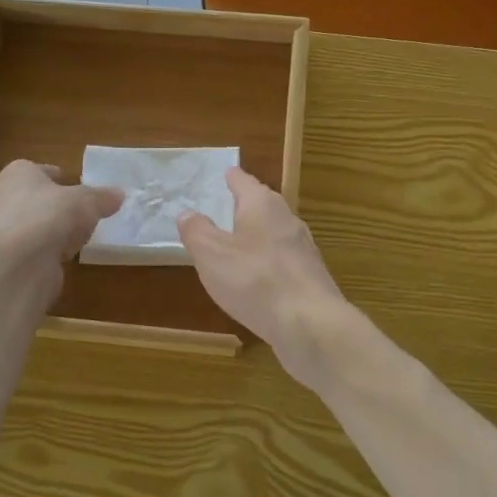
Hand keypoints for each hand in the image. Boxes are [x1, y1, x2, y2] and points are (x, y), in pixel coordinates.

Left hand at [0, 161, 122, 268]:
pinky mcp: (12, 260)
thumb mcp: (86, 201)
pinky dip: (51, 251)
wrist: (19, 264)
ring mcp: (5, 232)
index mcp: (18, 175)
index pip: (36, 170)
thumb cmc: (50, 215)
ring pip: (36, 225)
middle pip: (36, 198)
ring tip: (80, 234)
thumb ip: (102, 197)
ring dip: (54, 230)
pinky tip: (68, 256)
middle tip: (81, 209)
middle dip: (56, 204)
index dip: (54, 175)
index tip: (70, 181)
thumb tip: (119, 194)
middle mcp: (5, 199)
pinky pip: (37, 250)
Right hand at [178, 168, 349, 376]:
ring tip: (239, 241)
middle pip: (264, 204)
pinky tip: (259, 277)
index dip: (232, 177)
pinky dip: (268, 261)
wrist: (310, 323)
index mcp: (262, 205)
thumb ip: (197, 231)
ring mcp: (303, 249)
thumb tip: (186, 212)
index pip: (244, 182)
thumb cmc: (255, 280)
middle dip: (247, 204)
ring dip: (258, 234)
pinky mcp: (310, 277)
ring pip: (276, 232)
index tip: (226, 172)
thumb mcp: (211, 254)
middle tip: (228, 205)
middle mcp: (287, 219)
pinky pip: (283, 260)